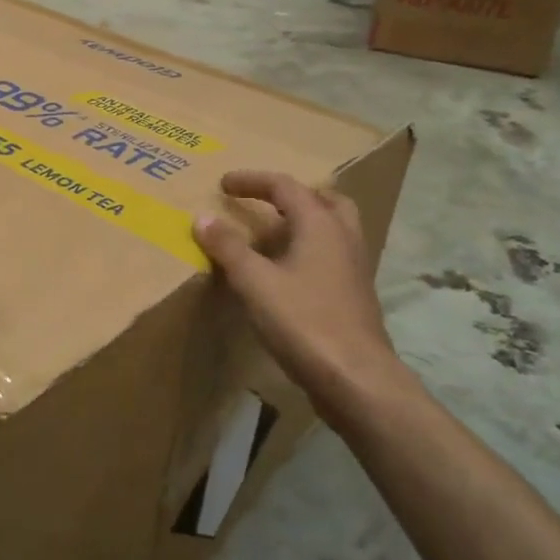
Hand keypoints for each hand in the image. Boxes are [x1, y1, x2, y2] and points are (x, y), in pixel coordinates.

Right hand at [194, 172, 409, 406]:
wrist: (356, 379)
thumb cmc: (304, 322)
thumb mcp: (254, 282)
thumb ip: (228, 247)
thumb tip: (203, 218)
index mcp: (320, 225)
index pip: (285, 187)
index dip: (252, 181)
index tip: (223, 184)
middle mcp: (343, 238)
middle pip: (323, 200)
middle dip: (291, 196)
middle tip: (264, 203)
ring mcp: (354, 268)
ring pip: (332, 229)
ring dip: (303, 223)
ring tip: (271, 237)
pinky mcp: (354, 295)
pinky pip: (331, 256)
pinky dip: (308, 251)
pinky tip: (285, 274)